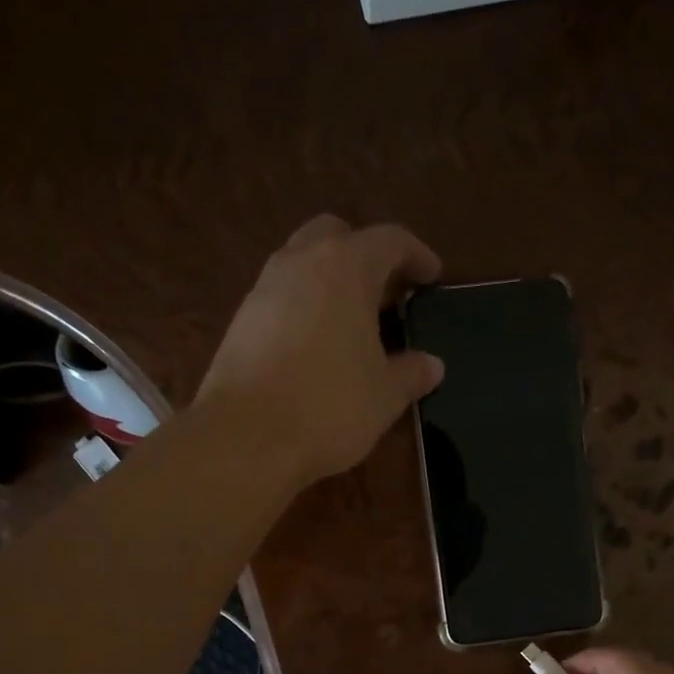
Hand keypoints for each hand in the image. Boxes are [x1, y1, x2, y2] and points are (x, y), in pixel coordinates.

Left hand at [195, 214, 444, 487]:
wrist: (246, 438)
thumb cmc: (329, 407)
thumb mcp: (384, 396)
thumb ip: (411, 373)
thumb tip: (432, 365)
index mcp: (345, 267)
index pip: (389, 240)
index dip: (417, 255)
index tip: (432, 276)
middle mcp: (301, 263)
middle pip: (337, 236)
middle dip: (365, 256)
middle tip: (387, 294)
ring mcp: (263, 289)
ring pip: (303, 264)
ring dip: (331, 281)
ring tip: (353, 323)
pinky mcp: (240, 321)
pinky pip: (281, 298)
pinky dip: (305, 308)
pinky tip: (318, 347)